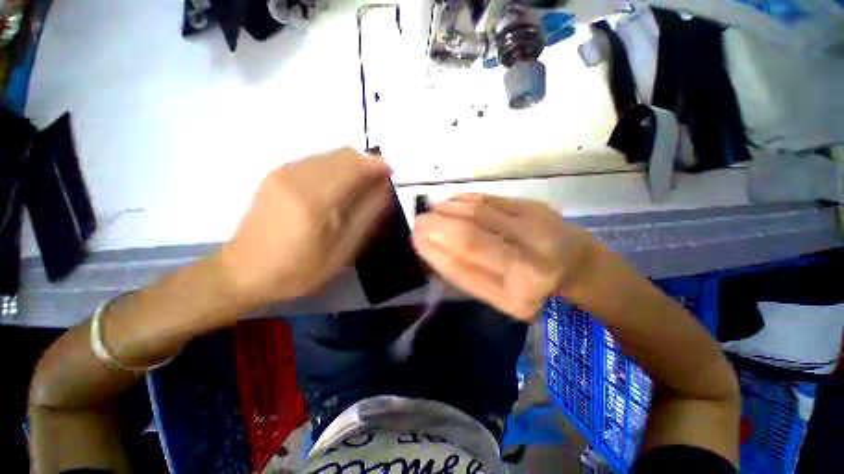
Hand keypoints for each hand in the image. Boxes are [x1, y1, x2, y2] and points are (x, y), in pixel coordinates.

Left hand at [216, 147, 392, 304]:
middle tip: (379, 183)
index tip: (391, 175)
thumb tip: (384, 189)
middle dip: (367, 163)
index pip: (355, 166)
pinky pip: (316, 160)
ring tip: (361, 187)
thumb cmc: (299, 269)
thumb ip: (367, 215)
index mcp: (315, 200)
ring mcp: (283, 172)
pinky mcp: (276, 174)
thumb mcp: (342, 250)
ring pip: (330, 154)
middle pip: (344, 154)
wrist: (244, 271)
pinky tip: (338, 188)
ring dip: (352, 165)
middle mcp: (297, 176)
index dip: (378, 166)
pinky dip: (335, 168)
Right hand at [413, 193, 598, 320]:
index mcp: (514, 296)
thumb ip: (464, 275)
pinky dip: (464, 199)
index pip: (461, 269)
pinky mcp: (535, 207)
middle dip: (436, 227)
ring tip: (432, 210)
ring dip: (447, 210)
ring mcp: (534, 231)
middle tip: (419, 221)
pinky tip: (451, 202)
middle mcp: (527, 265)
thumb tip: (431, 249)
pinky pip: (490, 199)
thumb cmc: (530, 285)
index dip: (434, 251)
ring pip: (477, 213)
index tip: (416, 239)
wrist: (573, 263)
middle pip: (469, 238)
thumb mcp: (497, 295)